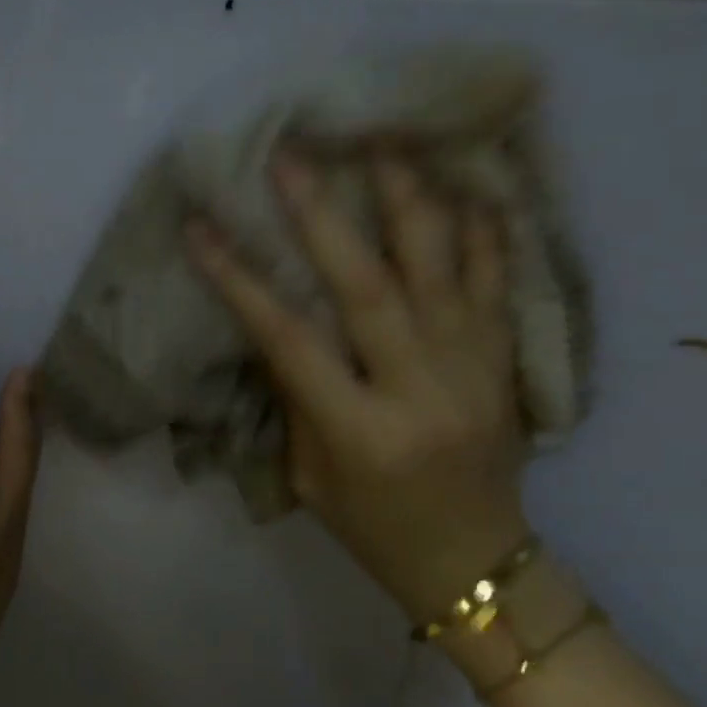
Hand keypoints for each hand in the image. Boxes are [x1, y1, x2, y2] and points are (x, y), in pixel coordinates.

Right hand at [185, 152, 528, 625]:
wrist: (475, 565)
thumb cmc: (374, 529)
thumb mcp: (313, 477)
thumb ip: (298, 399)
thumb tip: (280, 324)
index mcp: (360, 431)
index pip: (288, 340)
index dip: (239, 280)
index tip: (201, 228)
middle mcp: (418, 391)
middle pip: (366, 287)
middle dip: (322, 216)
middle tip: (292, 157)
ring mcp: (471, 372)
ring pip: (440, 270)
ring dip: (408, 201)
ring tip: (385, 141)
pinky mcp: (505, 365)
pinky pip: (498, 287)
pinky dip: (486, 235)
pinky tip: (471, 187)